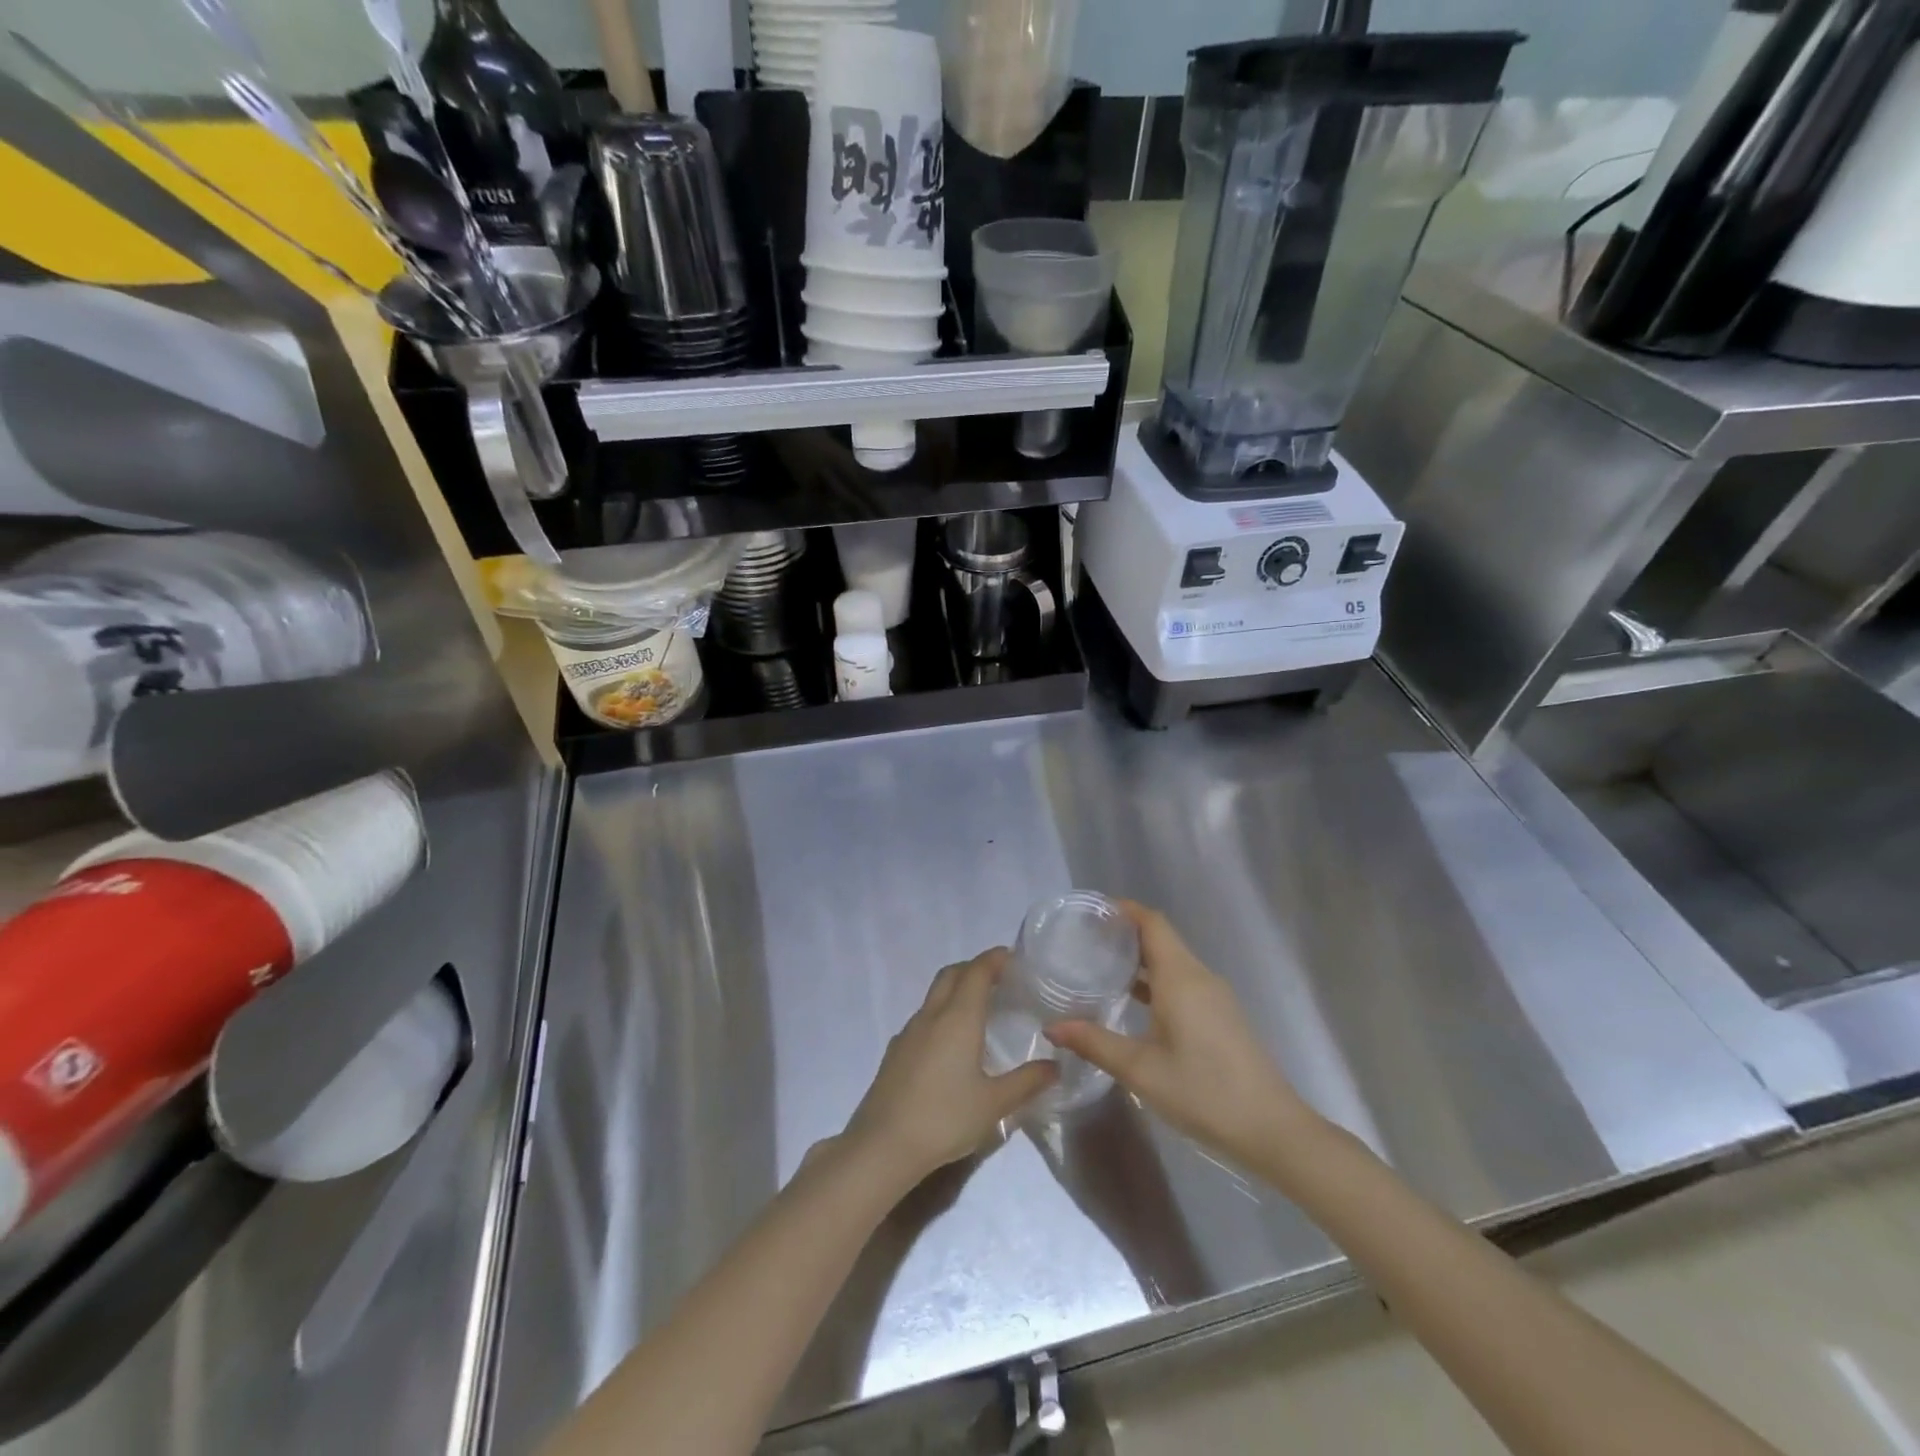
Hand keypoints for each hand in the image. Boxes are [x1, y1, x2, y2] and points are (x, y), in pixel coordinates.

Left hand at [844, 948, 1057, 1185]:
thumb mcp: (994, 1105)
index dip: (995, 959)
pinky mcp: (895, 1051)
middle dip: (975, 968)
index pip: (977, 971)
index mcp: (957, 1018)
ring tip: (979, 1010)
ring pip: (934, 995)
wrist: (882, 1146)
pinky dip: (941, 1014)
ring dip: (956, 990)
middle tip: (999, 979)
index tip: (1014, 957)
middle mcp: (931, 1015)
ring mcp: (909, 1032)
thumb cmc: (944, 1119)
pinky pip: (923, 1018)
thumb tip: (1055, 1065)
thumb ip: (1027, 1082)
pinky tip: (951, 1044)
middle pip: (952, 974)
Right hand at [1046, 902, 1315, 1170]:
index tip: (1092, 911)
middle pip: (1161, 938)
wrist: (1272, 1129)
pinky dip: (1156, 981)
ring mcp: (1215, 997)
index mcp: (1181, 977)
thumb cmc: (1203, 1092)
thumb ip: (1095, 1043)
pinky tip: (1134, 1004)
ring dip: (1140, 959)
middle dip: (1126, 934)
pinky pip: (1183, 982)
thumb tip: (1051, 1027)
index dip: (1124, 910)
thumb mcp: (1141, 1070)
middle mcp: (1199, 977)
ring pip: (1173, 962)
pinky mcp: (1222, 1016)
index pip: (1152, 923)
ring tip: (1101, 968)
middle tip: (1086, 940)